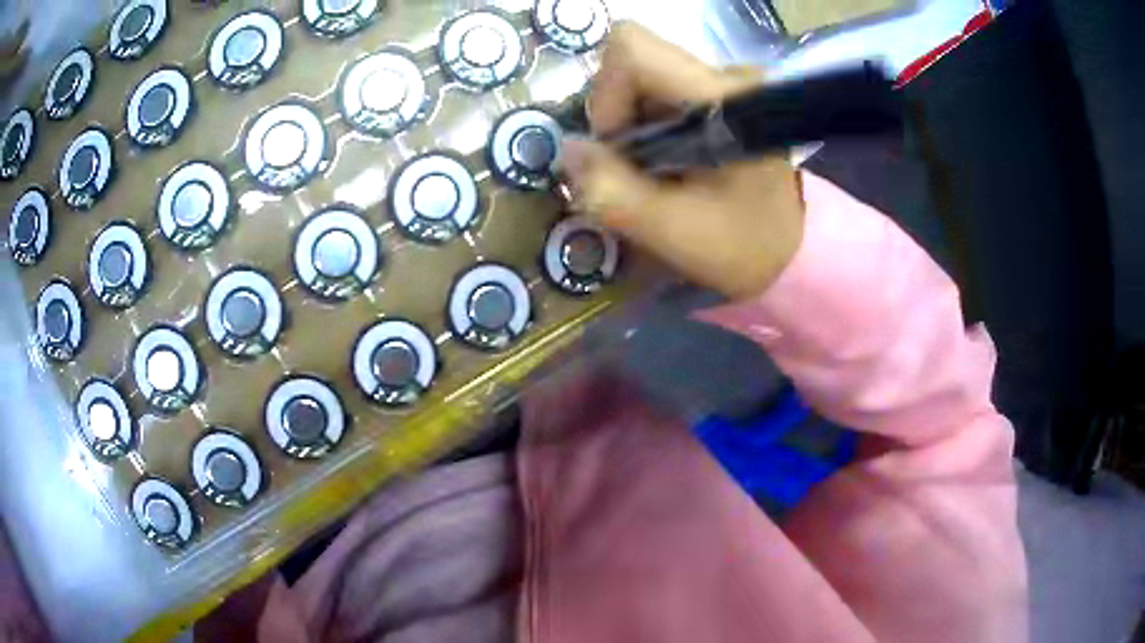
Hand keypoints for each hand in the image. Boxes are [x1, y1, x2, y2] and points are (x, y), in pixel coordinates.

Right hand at [561, 23, 804, 299]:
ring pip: (645, 79)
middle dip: (619, 117)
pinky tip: (671, 162)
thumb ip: (611, 192)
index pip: (633, 49)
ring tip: (658, 171)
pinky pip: (662, 93)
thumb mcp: (671, 231)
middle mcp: (729, 75)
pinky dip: (650, 127)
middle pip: (635, 64)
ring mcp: (729, 82)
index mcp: (725, 98)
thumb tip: (569, 149)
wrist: (795, 253)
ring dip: (633, 126)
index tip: (620, 146)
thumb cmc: (743, 247)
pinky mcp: (725, 94)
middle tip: (638, 168)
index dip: (608, 94)